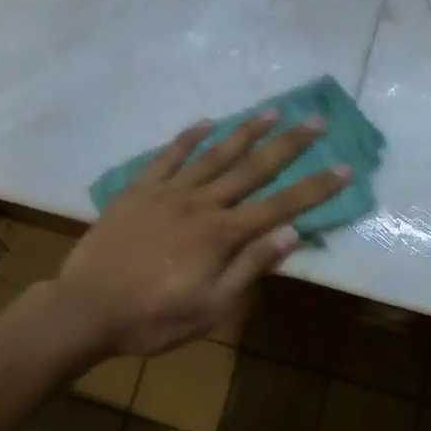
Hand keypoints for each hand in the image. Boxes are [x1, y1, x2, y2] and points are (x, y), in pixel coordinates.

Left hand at [54, 113, 350, 357]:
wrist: (86, 309)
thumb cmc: (154, 318)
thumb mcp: (212, 308)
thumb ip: (251, 267)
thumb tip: (292, 232)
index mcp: (222, 234)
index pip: (280, 205)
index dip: (315, 187)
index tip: (344, 167)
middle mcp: (201, 204)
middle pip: (252, 169)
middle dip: (288, 145)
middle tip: (316, 121)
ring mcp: (167, 193)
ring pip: (214, 155)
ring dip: (246, 132)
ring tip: (272, 112)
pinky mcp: (138, 191)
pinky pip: (168, 157)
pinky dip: (188, 138)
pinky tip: (206, 123)